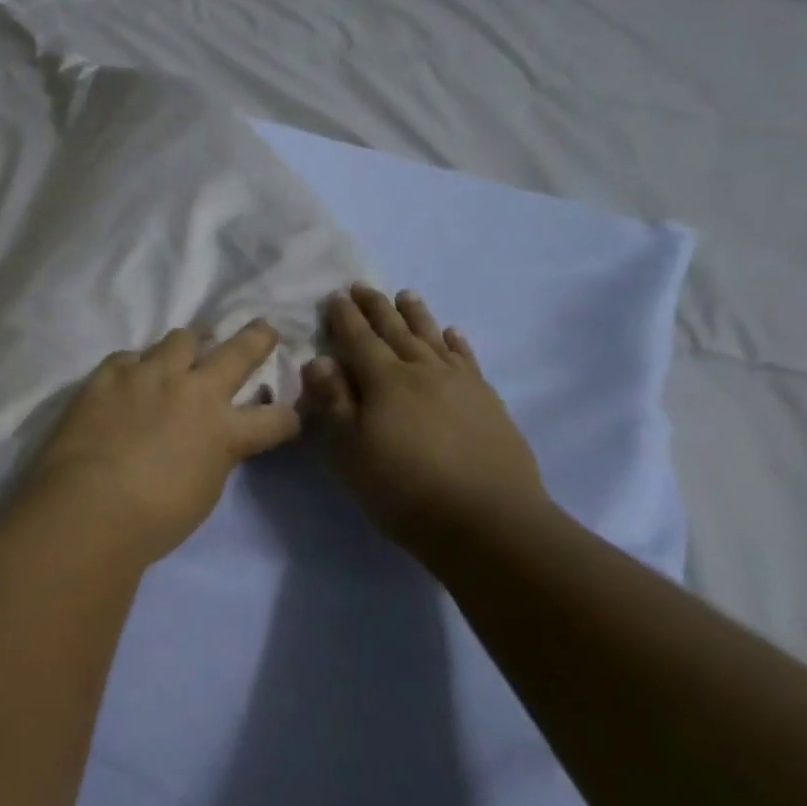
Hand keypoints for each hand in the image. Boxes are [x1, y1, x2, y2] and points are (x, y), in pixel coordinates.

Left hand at [27, 321, 303, 562]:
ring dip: (188, 346)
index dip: (287, 417)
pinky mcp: (109, 374)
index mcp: (225, 430)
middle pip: (238, 352)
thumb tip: (209, 443)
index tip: (289, 416)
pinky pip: (129, 356)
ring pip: (181, 338)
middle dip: (257, 338)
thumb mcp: (203, 492)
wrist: (89, 507)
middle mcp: (194, 391)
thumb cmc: (153, 519)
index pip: (275, 418)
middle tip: (264, 329)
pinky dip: (136, 366)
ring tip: (183, 354)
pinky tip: (130, 377)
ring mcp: (149, 376)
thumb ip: (213, 457)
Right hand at [301, 285, 551, 556]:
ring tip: (406, 295)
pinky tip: (452, 333)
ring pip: (432, 337)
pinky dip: (456, 342)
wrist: (488, 520)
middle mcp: (422, 370)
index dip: (344, 317)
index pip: (358, 339)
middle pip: (395, 330)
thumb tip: (317, 360)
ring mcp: (460, 382)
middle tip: (362, 285)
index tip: (334, 296)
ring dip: (416, 315)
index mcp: (384, 381)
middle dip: (376, 307)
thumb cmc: (404, 489)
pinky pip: (467, 359)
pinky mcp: (487, 400)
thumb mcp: (350, 452)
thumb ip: (333, 403)